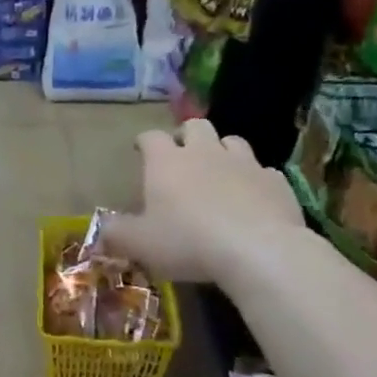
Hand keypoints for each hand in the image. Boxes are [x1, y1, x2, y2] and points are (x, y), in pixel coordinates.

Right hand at [99, 119, 302, 282]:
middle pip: (195, 126)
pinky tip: (251, 197)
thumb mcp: (139, 244)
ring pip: (232, 141)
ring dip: (222, 150)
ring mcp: (244, 163)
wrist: (258, 250)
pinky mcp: (275, 181)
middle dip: (186, 135)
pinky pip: (263, 171)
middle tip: (180, 155)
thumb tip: (100, 229)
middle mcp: (204, 152)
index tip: (140, 150)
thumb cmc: (187, 241)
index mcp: (166, 162)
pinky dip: (253, 179)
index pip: (151, 137)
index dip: (144, 141)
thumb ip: (116, 233)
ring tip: (218, 170)